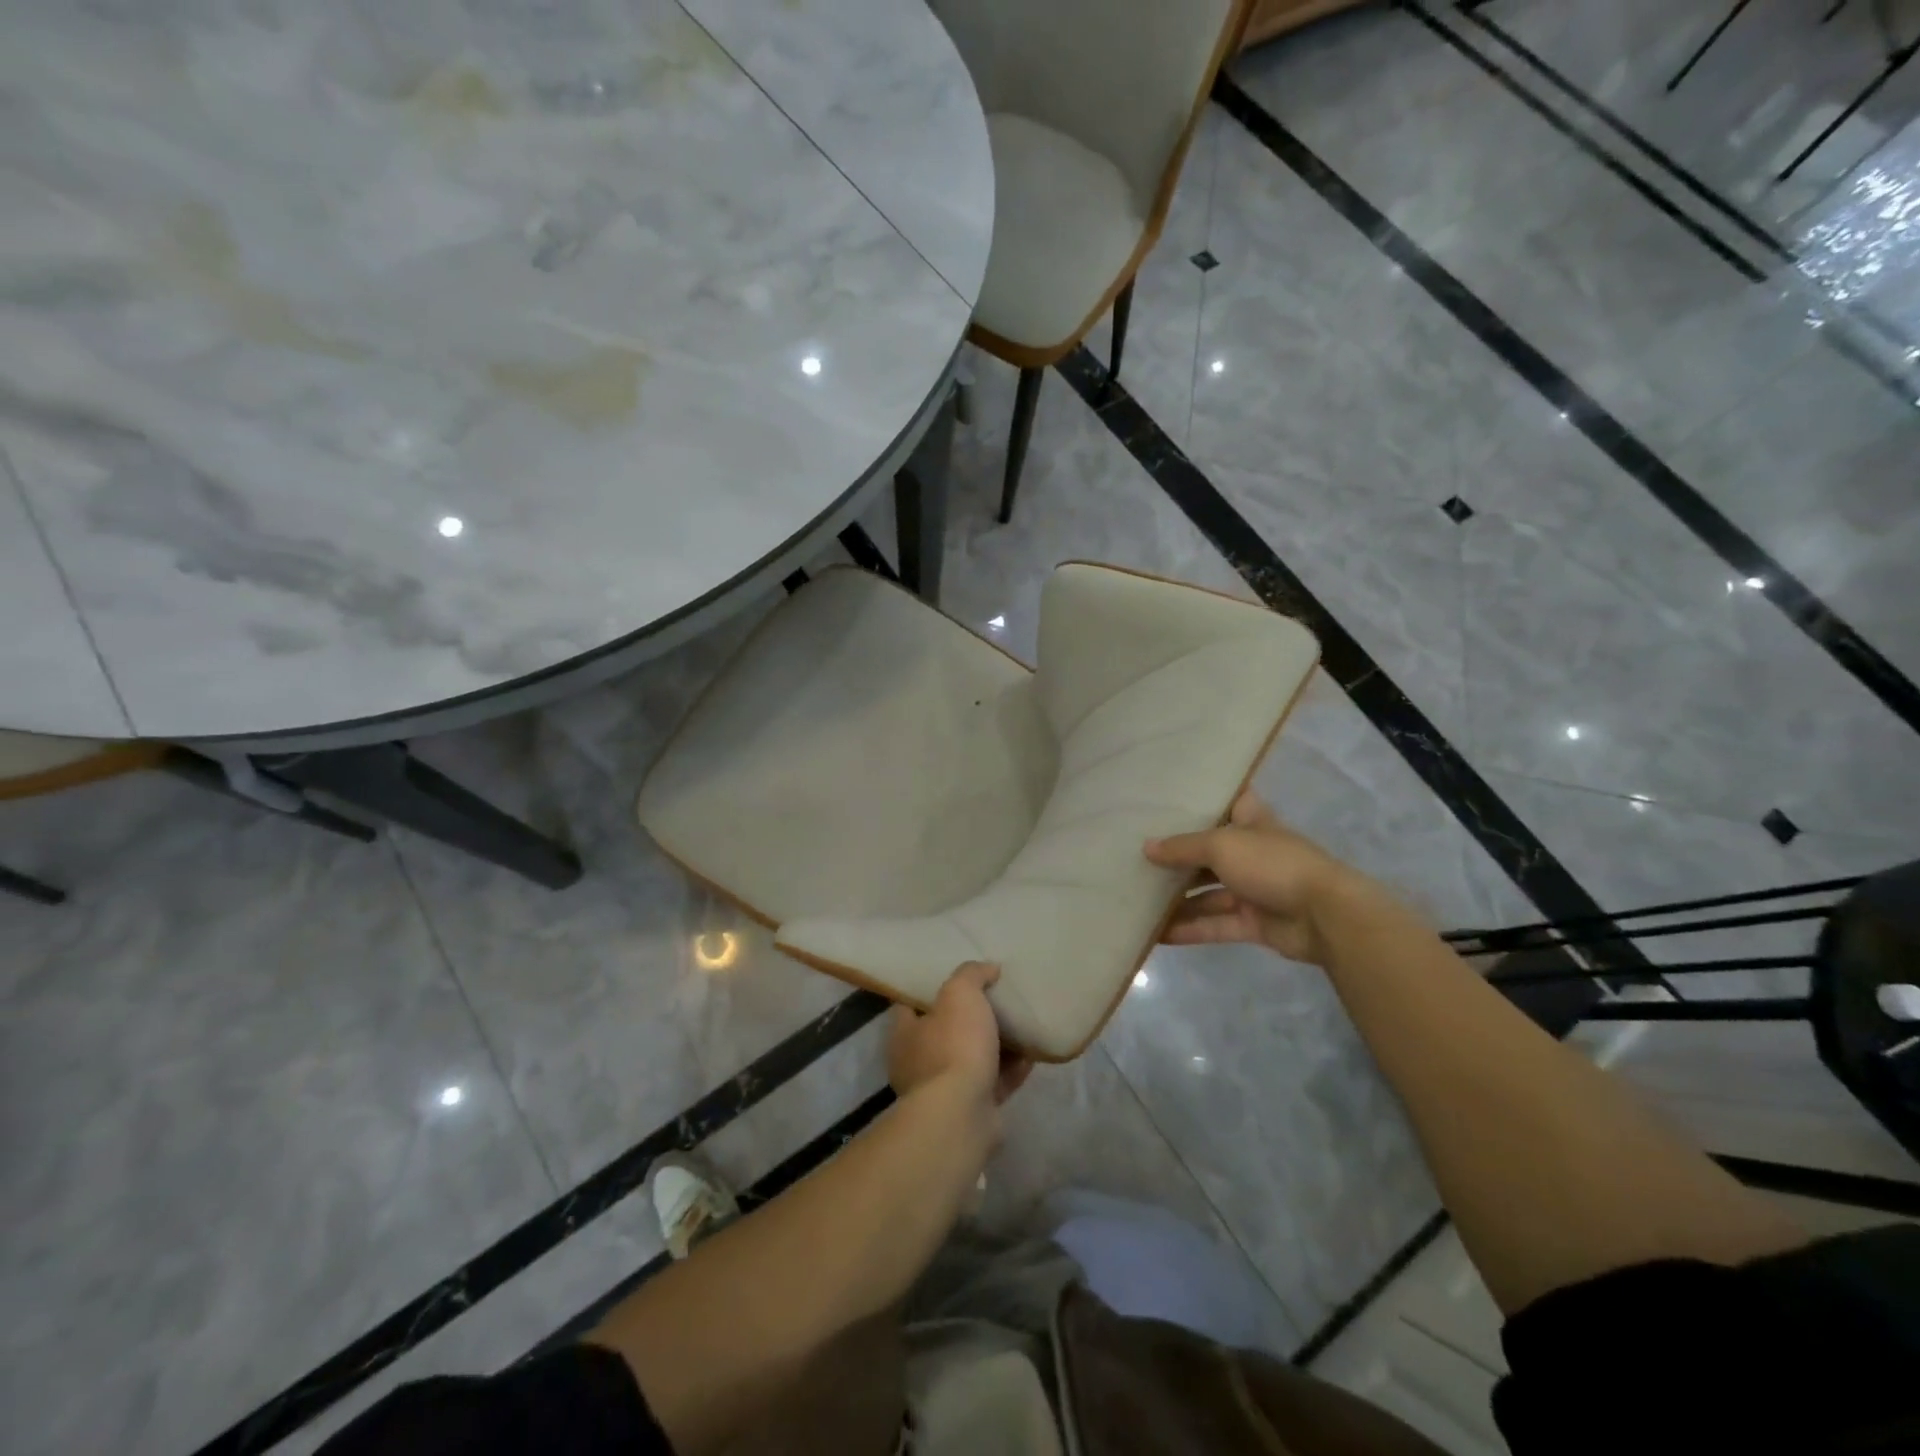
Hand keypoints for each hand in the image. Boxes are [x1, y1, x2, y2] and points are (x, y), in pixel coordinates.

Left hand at [887, 962, 1032, 1107]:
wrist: (962, 1115)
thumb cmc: (953, 1046)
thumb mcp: (960, 994)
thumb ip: (971, 974)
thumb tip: (988, 967)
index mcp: (905, 1033)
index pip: (913, 1002)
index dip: (934, 987)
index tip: (959, 976)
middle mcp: (919, 1062)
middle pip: (947, 1030)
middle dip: (971, 1017)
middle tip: (996, 997)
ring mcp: (944, 1090)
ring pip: (972, 1058)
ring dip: (996, 1044)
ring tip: (1020, 1023)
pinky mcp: (971, 1110)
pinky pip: (994, 1082)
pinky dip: (1012, 1069)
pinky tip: (1033, 1054)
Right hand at [1144, 791, 1379, 965]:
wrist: (1326, 916)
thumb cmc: (1273, 864)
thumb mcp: (1222, 845)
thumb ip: (1183, 847)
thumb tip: (1147, 848)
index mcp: (1251, 822)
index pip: (1227, 801)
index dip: (1203, 798)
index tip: (1168, 797)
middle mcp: (1251, 853)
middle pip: (1208, 852)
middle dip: (1177, 856)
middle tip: (1135, 855)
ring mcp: (1253, 889)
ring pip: (1208, 893)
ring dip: (1177, 899)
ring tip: (1137, 899)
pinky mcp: (1254, 924)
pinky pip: (1215, 925)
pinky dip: (1190, 929)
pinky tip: (1156, 935)